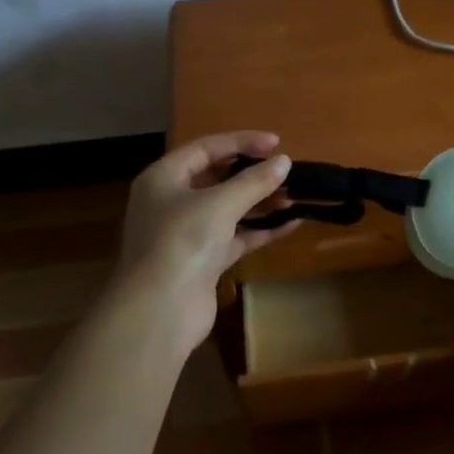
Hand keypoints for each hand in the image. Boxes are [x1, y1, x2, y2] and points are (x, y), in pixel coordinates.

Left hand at [108, 132, 298, 354]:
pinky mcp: (202, 261)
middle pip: (216, 178)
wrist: (159, 311)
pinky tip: (291, 224)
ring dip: (260, 202)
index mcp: (164, 178)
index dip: (242, 142)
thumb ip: (254, 181)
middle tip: (286, 170)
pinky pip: (235, 237)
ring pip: (228, 209)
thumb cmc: (183, 242)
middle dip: (252, 174)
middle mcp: (171, 202)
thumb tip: (284, 162)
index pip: (206, 148)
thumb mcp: (220, 203)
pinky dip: (260, 230)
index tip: (277, 143)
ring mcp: (186, 233)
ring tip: (294, 196)